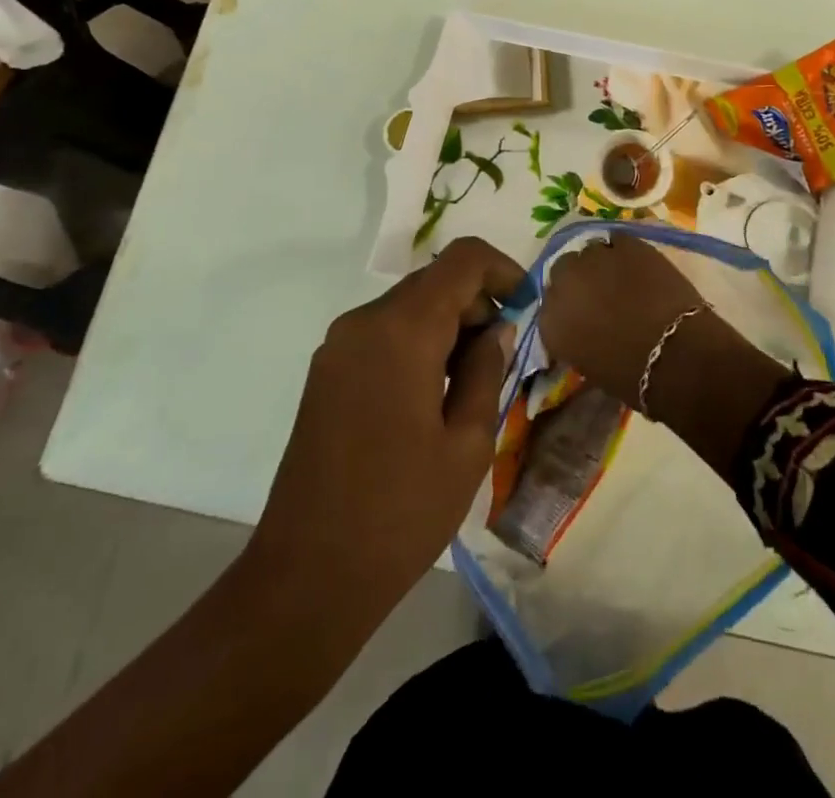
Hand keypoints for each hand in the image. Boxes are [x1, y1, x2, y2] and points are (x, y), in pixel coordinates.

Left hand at [250, 237, 523, 625]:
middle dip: (476, 304)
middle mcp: (364, 321)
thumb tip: (497, 328)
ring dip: (447, 325)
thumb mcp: (468, 444)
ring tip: (470, 384)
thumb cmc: (401, 512)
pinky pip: (383, 332)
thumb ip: (488, 370)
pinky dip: (417, 342)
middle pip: (434, 281)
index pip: (462, 260)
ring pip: (409, 306)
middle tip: (503, 357)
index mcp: (403, 330)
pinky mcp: (325, 371)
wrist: (307, 576)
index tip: (527, 305)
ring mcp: (338, 345)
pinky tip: (431, 395)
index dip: (503, 269)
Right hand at [537, 234, 704, 406]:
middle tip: (600, 294)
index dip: (568, 309)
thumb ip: (577, 339)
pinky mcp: (626, 244)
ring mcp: (594, 258)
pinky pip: (618, 241)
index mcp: (551, 322)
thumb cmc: (633, 376)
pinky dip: (625, 252)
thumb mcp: (590, 365)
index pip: (549, 307)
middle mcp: (564, 283)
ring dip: (601, 264)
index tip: (582, 316)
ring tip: (621, 278)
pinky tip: (638, 265)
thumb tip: (586, 328)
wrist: (676, 355)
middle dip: (578, 279)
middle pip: (564, 270)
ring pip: (590, 252)